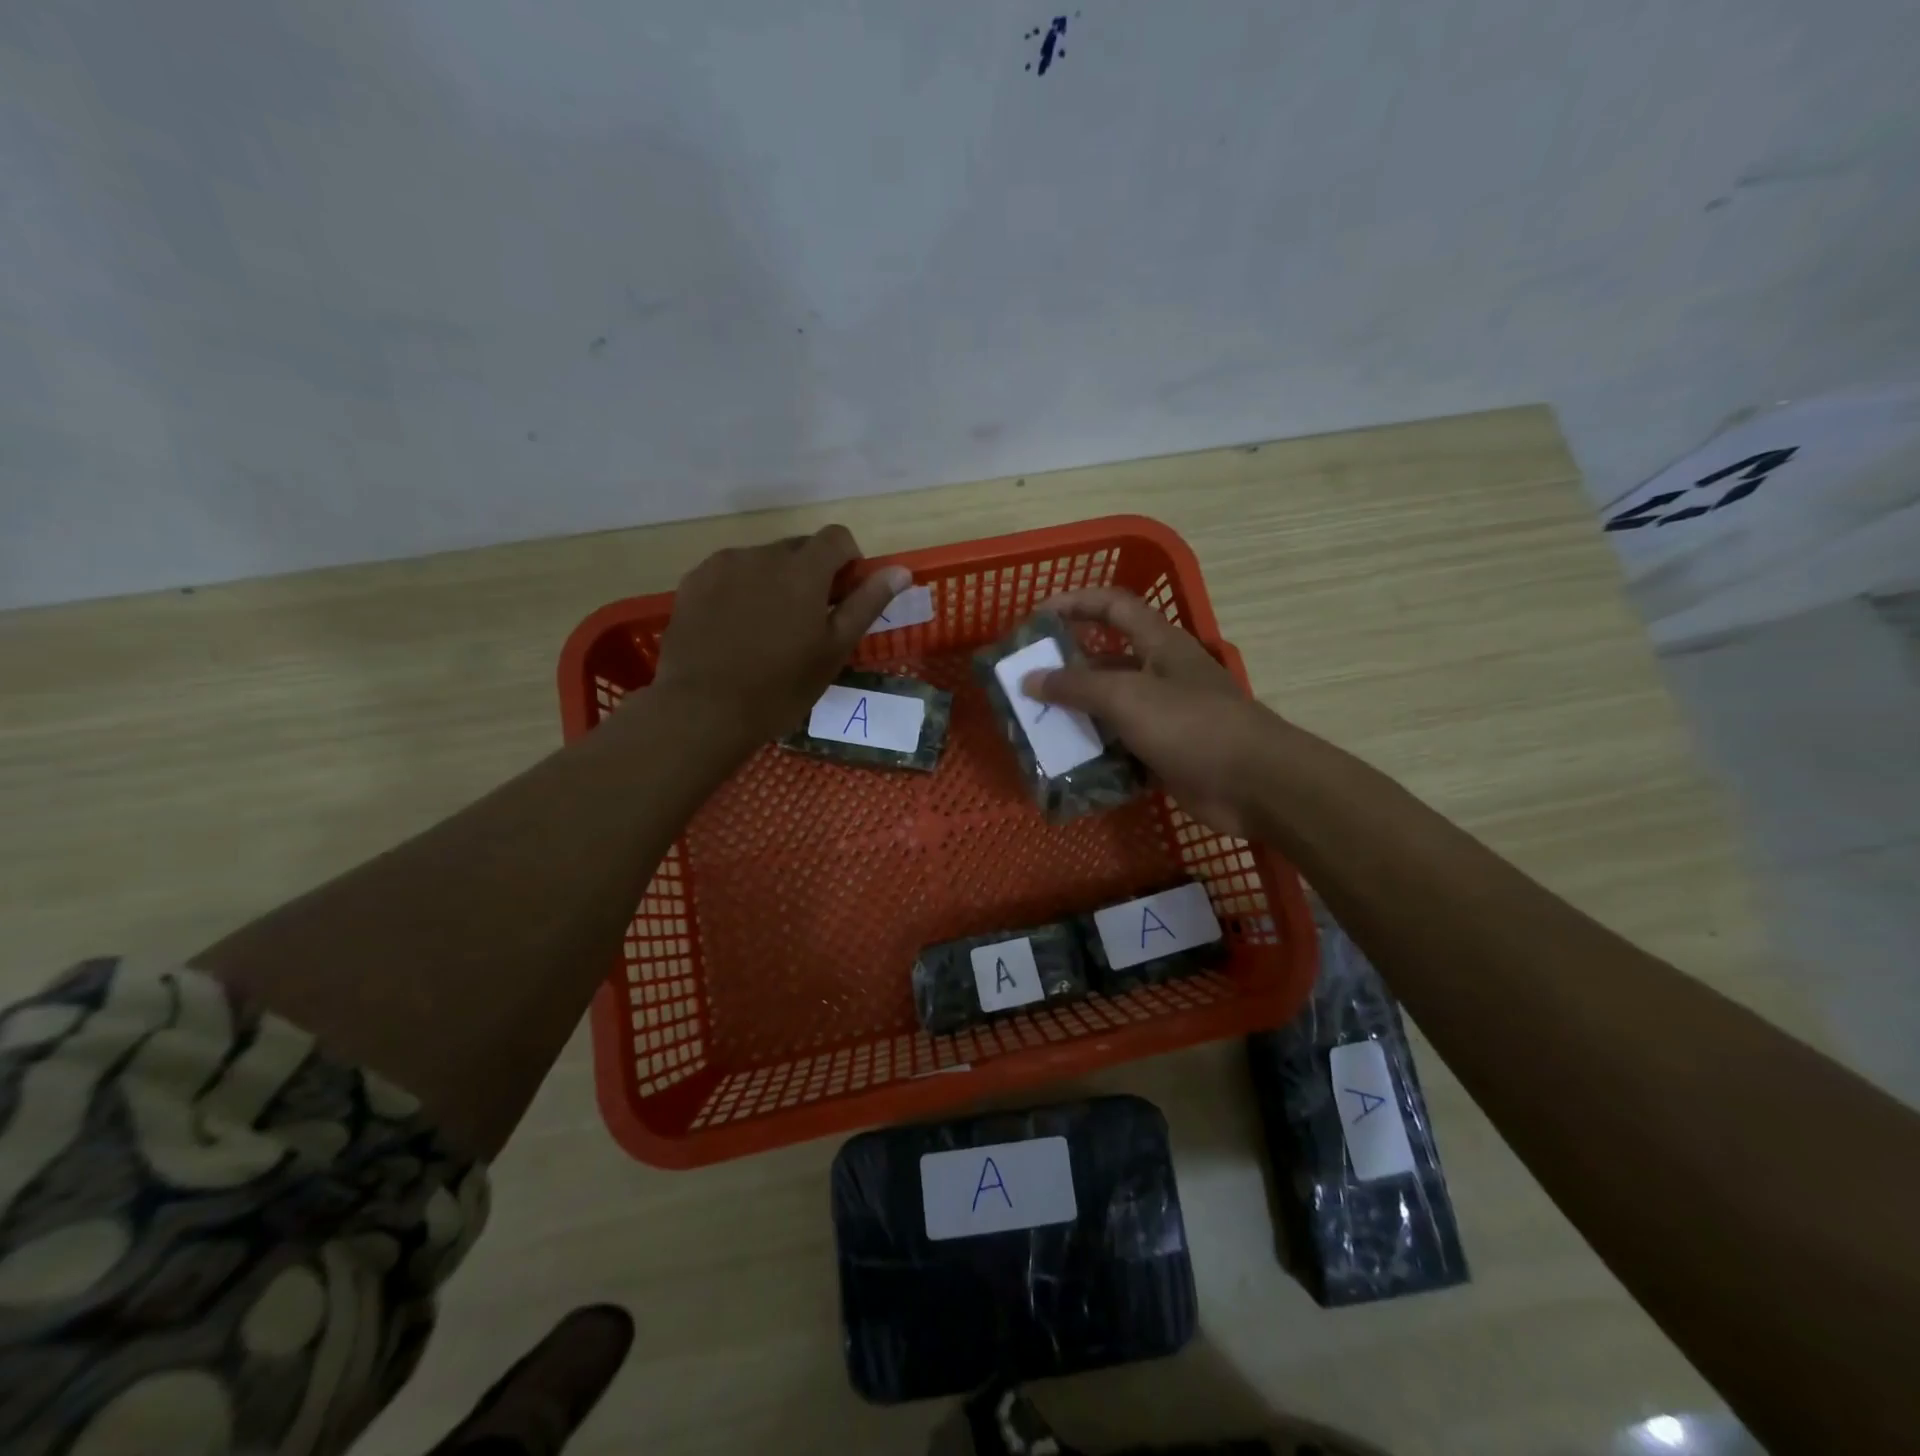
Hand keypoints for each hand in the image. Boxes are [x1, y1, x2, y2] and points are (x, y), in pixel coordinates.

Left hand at [652, 525, 908, 746]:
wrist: (703, 709)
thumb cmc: (780, 687)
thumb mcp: (834, 650)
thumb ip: (867, 603)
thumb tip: (901, 571)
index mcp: (803, 569)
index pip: (837, 537)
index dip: (848, 561)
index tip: (843, 596)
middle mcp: (762, 554)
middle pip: (799, 547)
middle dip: (811, 573)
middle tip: (807, 621)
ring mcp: (723, 565)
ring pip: (762, 560)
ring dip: (774, 581)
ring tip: (766, 628)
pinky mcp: (694, 581)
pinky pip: (729, 572)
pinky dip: (741, 589)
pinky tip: (735, 629)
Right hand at [1023, 587, 1280, 837]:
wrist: (1254, 785)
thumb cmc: (1191, 725)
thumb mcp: (1127, 697)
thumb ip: (1076, 685)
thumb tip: (1029, 678)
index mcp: (1160, 644)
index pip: (1113, 606)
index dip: (1076, 602)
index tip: (1036, 616)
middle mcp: (1162, 674)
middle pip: (1107, 660)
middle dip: (1066, 668)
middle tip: (1026, 682)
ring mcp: (1166, 716)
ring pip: (1111, 708)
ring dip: (1077, 715)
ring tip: (1036, 726)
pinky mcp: (1166, 754)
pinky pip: (1122, 747)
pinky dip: (1097, 753)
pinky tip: (1067, 764)